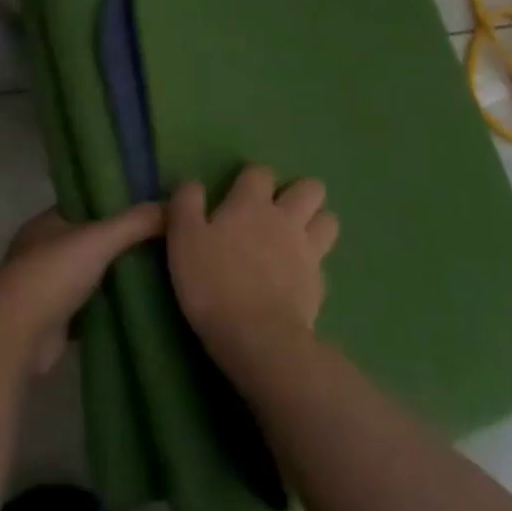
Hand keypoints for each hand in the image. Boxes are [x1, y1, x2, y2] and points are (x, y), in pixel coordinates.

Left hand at [0, 202, 164, 374]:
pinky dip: (109, 307)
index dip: (115, 204)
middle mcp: (43, 250)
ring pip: (90, 275)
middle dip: (120, 244)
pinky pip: (89, 308)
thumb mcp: (99, 238)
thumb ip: (136, 222)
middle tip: (164, 242)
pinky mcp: (55, 320)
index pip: (85, 205)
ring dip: (115, 277)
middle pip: (89, 241)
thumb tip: (175, 205)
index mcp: (46, 222)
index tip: (150, 207)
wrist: (17, 334)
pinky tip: (140, 306)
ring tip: (161, 272)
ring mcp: (46, 287)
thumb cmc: (53, 273)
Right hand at [167, 166, 339, 369]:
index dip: (251, 177)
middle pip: (310, 188)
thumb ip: (186, 204)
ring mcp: (308, 252)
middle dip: (298, 192)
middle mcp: (285, 219)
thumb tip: (193, 183)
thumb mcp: (183, 238)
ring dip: (315, 221)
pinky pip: (323, 263)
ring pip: (328, 220)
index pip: (260, 172)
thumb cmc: (213, 282)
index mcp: (251, 204)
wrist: (258, 337)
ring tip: (296, 236)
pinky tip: (297, 277)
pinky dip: (313, 264)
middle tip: (276, 210)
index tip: (239, 190)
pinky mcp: (319, 284)